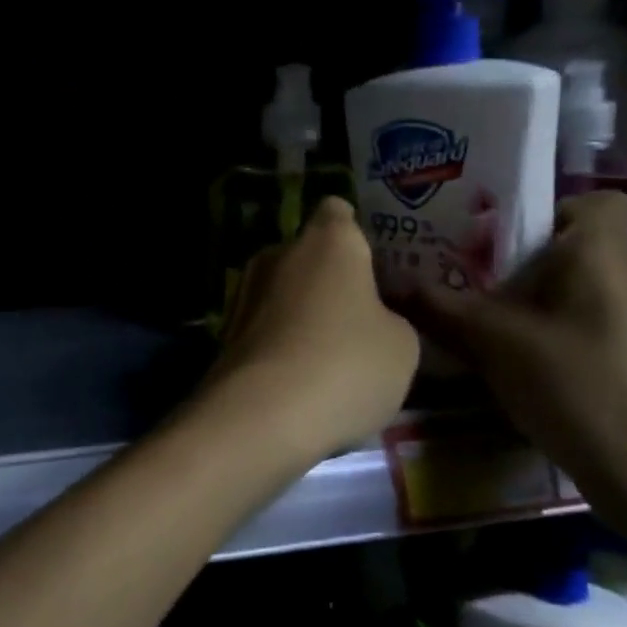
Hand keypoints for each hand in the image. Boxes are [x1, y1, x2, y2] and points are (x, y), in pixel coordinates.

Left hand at [205, 197, 419, 462]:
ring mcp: (244, 291)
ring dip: (302, 312)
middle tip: (360, 315)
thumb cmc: (345, 365)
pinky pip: (264, 325)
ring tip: (330, 354)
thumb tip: (371, 318)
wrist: (260, 415)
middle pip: (308, 254)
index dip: (355, 231)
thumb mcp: (402, 346)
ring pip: (283, 291)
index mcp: (327, 242)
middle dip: (329, 278)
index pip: (337, 212)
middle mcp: (278, 253)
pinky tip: (298, 376)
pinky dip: (280, 341)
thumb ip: (391, 318)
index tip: (372, 262)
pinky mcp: (224, 330)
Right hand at [403, 190, 626, 523]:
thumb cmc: (569, 383)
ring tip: (529, 334)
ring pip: (609, 286)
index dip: (558, 212)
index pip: (599, 201)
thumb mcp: (489, 342)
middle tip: (502, 293)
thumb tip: (390, 283)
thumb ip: (439, 307)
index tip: (518, 244)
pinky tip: (565, 368)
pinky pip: (624, 320)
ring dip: (571, 299)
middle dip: (549, 263)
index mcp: (604, 254)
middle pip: (595, 247)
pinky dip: (593, 331)